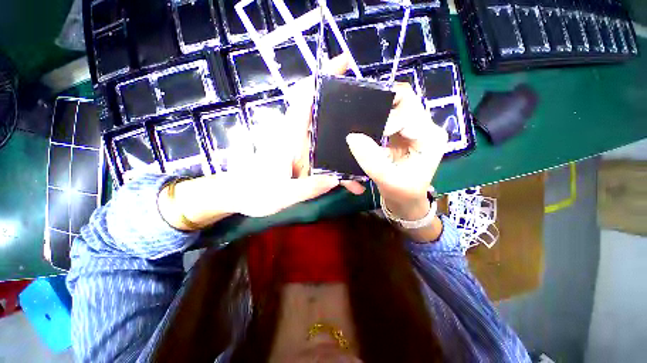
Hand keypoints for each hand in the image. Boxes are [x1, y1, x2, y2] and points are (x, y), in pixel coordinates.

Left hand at [159, 55, 352, 229]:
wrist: (239, 197)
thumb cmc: (253, 192)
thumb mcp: (281, 194)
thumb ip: (307, 188)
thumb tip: (336, 179)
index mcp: (288, 137)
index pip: (305, 98)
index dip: (322, 77)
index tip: (344, 63)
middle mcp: (296, 136)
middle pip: (323, 112)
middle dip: (346, 108)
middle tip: (371, 118)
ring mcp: (301, 147)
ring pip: (327, 134)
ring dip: (346, 141)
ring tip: (368, 155)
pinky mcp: (303, 157)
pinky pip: (325, 152)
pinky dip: (339, 161)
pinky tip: (351, 177)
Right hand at [344, 82, 448, 220]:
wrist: (406, 198)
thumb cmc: (403, 192)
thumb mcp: (387, 179)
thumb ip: (371, 159)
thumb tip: (352, 136)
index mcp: (429, 137)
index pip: (408, 111)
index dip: (386, 118)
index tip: (371, 134)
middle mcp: (425, 126)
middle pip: (404, 99)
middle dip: (381, 103)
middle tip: (362, 116)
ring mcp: (414, 126)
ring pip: (396, 103)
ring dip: (378, 108)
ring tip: (362, 121)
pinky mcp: (402, 130)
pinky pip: (389, 114)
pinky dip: (376, 116)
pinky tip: (367, 125)